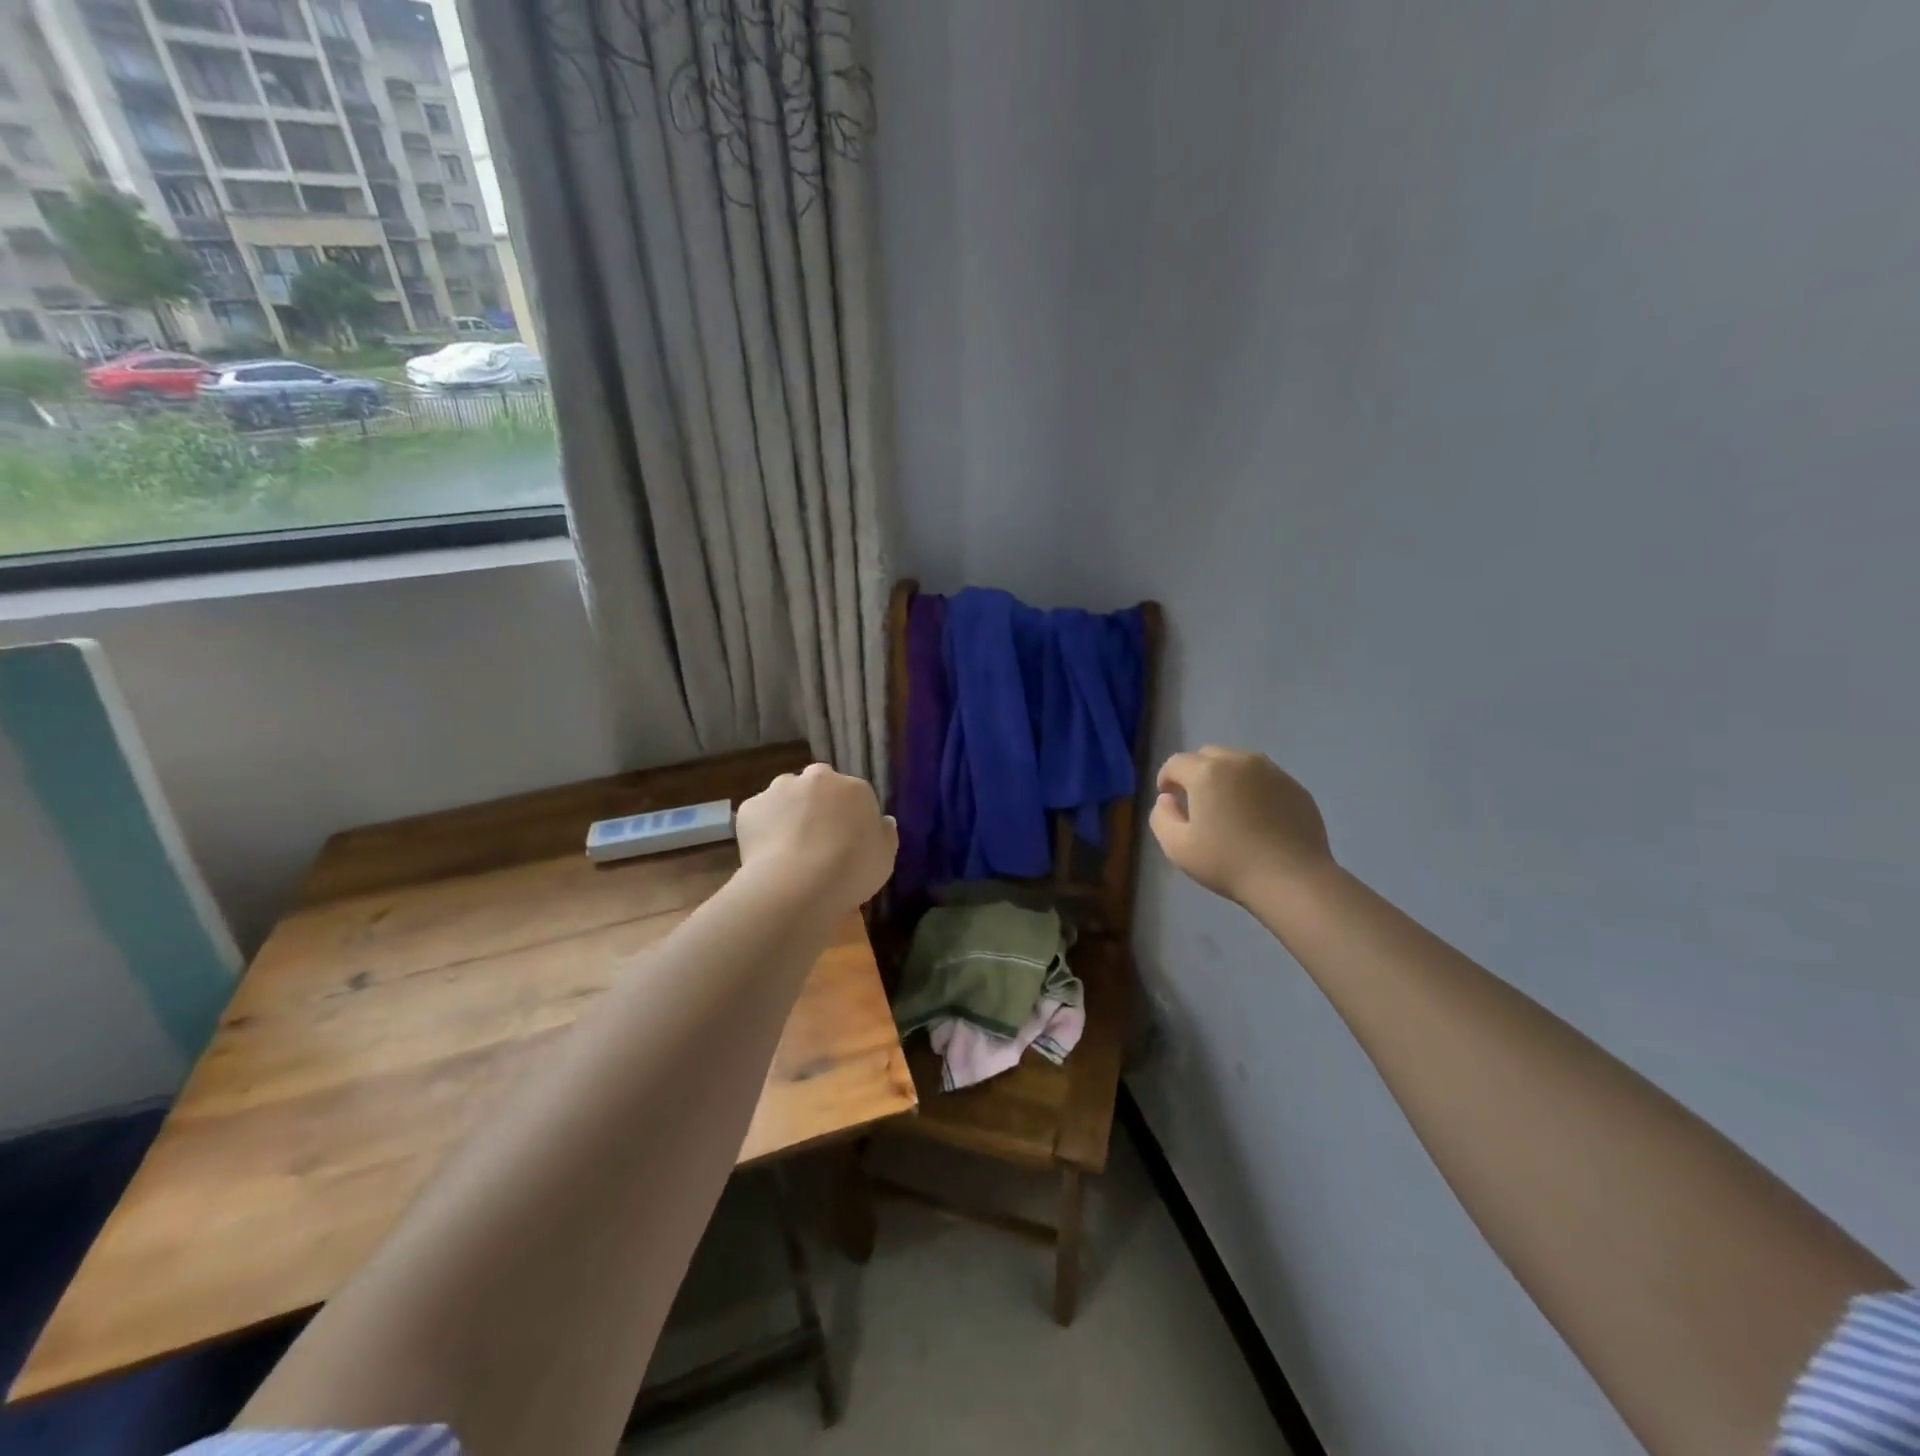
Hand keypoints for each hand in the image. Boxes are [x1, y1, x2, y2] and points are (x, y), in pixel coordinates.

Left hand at [734, 762, 897, 910]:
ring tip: (789, 848)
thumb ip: (885, 835)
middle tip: (818, 840)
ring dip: (789, 812)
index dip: (850, 818)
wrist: (797, 884)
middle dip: (818, 806)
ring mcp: (780, 789)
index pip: (855, 795)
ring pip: (786, 796)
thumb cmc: (851, 870)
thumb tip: (883, 821)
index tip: (847, 841)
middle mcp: (817, 778)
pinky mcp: (750, 807)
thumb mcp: (885, 858)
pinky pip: (760, 816)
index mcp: (854, 788)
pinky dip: (763, 829)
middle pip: (818, 787)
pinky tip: (767, 855)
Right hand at [1151, 746, 1332, 903]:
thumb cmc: (1228, 863)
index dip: (1166, 779)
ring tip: (1228, 807)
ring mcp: (1272, 772)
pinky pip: (1265, 778)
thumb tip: (1168, 799)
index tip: (1169, 800)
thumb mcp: (1176, 847)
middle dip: (1196, 773)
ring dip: (1226, 777)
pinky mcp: (1295, 787)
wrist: (1292, 880)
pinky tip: (1257, 817)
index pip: (1176, 763)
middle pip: (1207, 755)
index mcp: (1206, 772)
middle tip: (1197, 803)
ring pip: (1238, 763)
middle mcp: (1239, 762)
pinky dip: (1253, 788)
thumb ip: (1161, 816)